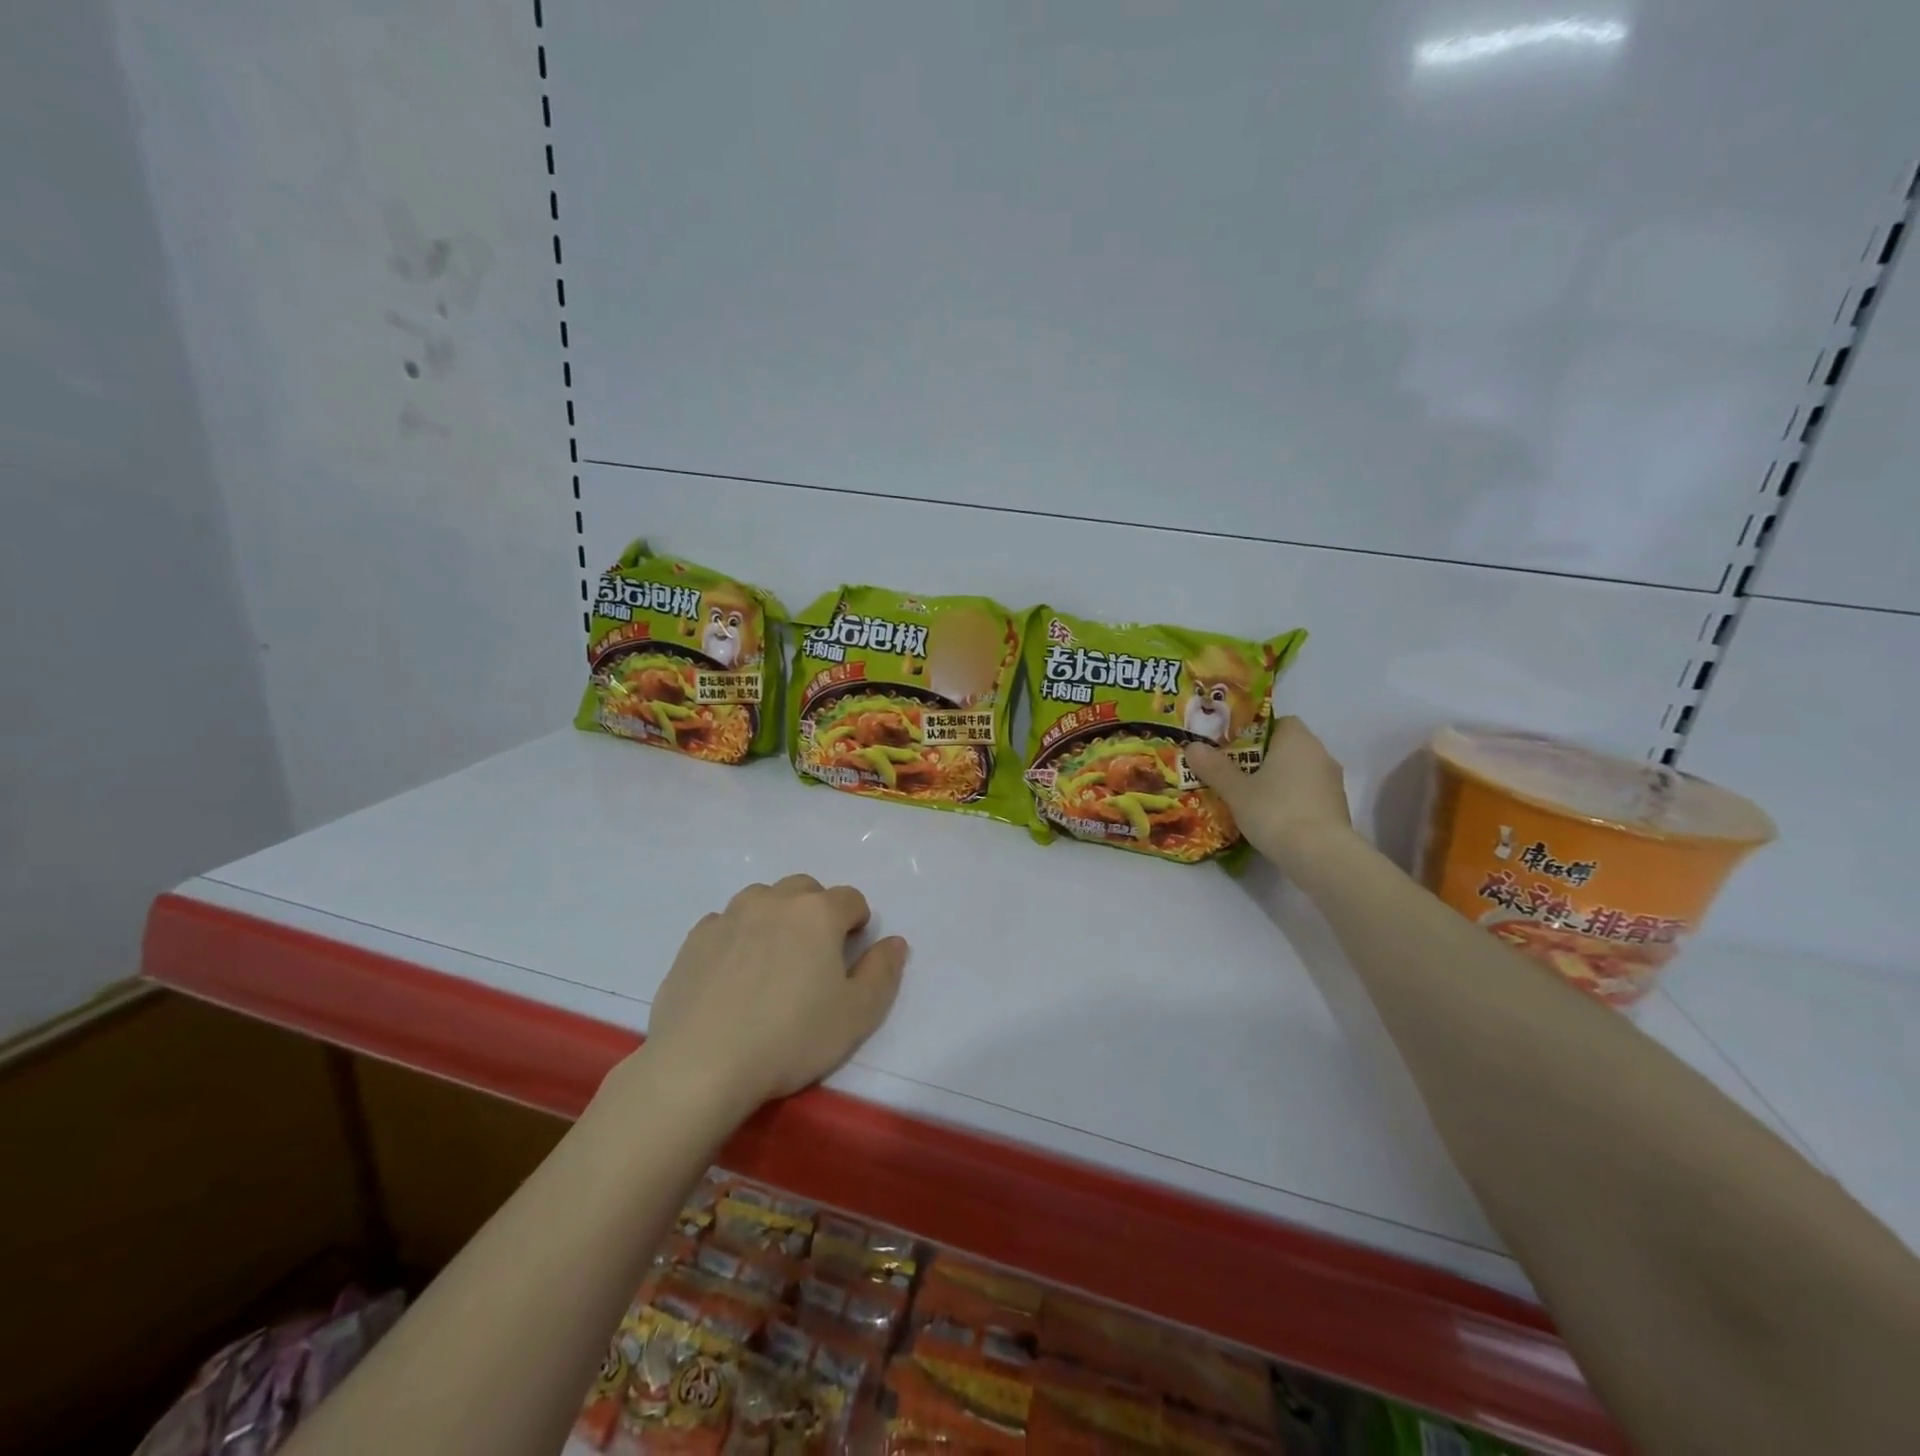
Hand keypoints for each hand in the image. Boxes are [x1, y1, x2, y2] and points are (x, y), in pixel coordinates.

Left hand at [639, 875, 906, 1113]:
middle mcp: (773, 901)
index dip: (857, 922)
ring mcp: (729, 916)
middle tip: (815, 955)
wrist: (701, 1064)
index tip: (850, 954)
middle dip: (817, 911)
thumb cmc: (790, 1038)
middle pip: (805, 889)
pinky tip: (734, 972)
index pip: (850, 898)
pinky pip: (725, 922)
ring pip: (762, 898)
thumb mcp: (856, 1015)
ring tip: (773, 959)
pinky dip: (738, 935)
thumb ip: (882, 972)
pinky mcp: (694, 939)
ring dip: (776, 916)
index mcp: (817, 913)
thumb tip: (894, 941)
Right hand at [1187, 716, 1353, 866]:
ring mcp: (1333, 783)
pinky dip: (1293, 801)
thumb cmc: (1275, 810)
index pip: (1281, 722)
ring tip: (1251, 799)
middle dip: (1265, 759)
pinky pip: (1309, 795)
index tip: (1236, 749)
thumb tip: (1192, 746)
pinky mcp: (1338, 809)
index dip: (1257, 732)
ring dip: (1280, 782)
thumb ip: (1214, 767)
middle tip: (1236, 775)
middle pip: (1289, 748)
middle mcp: (1320, 754)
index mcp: (1297, 739)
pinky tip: (1273, 819)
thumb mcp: (1235, 790)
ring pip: (1300, 773)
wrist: (1320, 855)